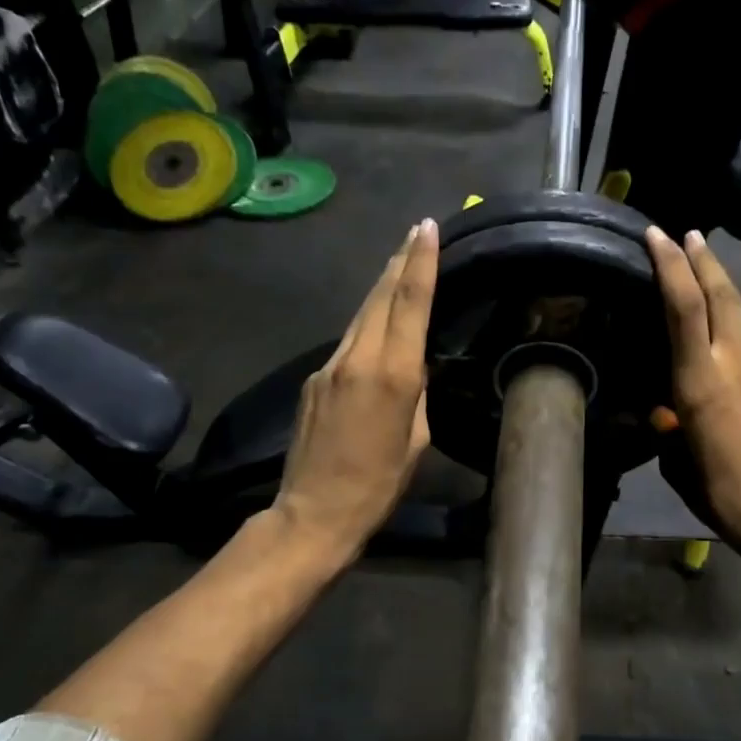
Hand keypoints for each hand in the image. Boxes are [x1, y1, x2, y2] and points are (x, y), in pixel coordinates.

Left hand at [273, 220, 437, 562]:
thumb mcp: (416, 440)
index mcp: (394, 374)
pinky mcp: (312, 381)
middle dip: (400, 261)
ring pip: (361, 316)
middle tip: (416, 232)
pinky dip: (366, 326)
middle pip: (381, 297)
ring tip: (399, 264)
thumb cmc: (379, 485)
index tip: (428, 228)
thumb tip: (413, 369)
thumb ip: (416, 394)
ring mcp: (329, 366)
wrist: (314, 512)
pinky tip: (375, 326)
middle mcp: (358, 358)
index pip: (410, 303)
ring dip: (381, 288)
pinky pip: (347, 343)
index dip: (420, 262)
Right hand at [646, 226, 740, 566]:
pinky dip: (727, 333)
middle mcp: (735, 371)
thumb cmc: (727, 500)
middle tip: (686, 233)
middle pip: (723, 299)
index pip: (685, 312)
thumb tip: (667, 415)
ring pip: (738, 321)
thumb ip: (670, 432)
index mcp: (702, 388)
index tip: (658, 236)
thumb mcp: (680, 470)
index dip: (672, 269)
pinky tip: (714, 353)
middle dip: (703, 261)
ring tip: (699, 271)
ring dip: (718, 289)